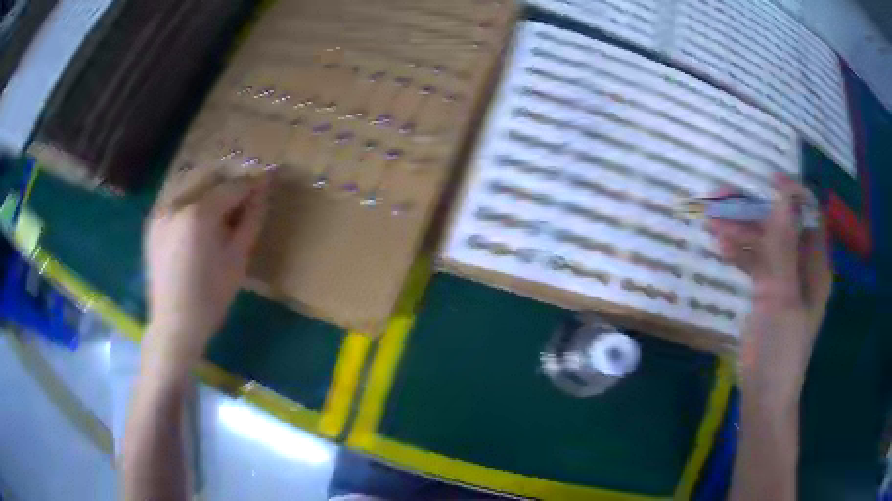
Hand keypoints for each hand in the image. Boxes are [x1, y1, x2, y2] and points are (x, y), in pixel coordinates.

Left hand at [143, 171, 269, 368]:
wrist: (174, 324)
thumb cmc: (210, 297)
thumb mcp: (237, 259)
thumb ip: (251, 219)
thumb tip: (263, 191)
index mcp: (198, 215)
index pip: (231, 186)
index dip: (251, 183)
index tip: (266, 182)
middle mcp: (176, 204)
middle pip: (209, 176)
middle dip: (229, 182)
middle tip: (244, 198)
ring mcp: (160, 211)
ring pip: (190, 182)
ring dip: (210, 188)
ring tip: (221, 209)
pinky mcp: (153, 221)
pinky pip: (176, 197)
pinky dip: (192, 199)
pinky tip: (199, 219)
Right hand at [708, 175, 831, 400]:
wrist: (764, 398)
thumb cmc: (780, 351)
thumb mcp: (782, 298)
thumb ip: (783, 248)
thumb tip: (781, 196)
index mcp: (816, 265)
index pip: (808, 214)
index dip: (790, 193)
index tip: (764, 181)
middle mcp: (803, 267)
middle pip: (782, 226)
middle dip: (755, 210)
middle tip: (721, 199)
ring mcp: (785, 282)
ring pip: (766, 244)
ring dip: (742, 231)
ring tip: (712, 223)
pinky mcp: (769, 296)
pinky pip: (756, 265)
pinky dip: (740, 254)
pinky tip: (720, 249)